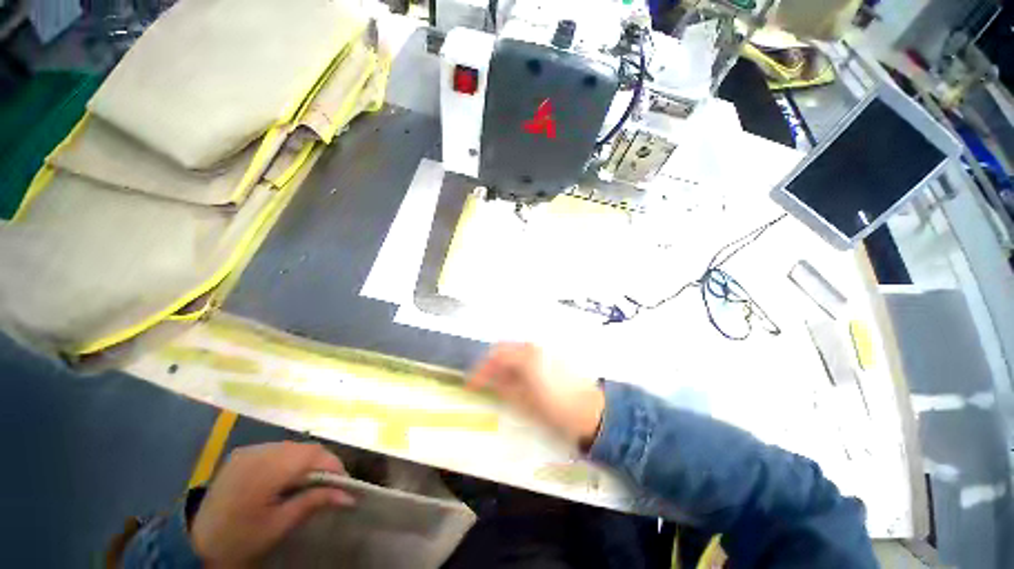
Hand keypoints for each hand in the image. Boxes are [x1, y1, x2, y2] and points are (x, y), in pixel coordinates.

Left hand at [190, 442, 354, 565]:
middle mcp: (258, 452)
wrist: (196, 542)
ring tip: (312, 481)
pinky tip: (288, 476)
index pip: (312, 455)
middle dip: (322, 463)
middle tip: (331, 484)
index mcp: (266, 471)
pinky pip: (277, 449)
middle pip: (304, 448)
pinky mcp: (243, 454)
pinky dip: (291, 459)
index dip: (333, 464)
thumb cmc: (241, 539)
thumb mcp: (279, 526)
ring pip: (293, 446)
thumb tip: (348, 495)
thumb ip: (313, 502)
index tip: (344, 483)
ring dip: (308, 460)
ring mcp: (248, 451)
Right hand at [469, 343, 604, 447]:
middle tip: (485, 382)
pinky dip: (517, 364)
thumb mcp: (525, 401)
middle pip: (505, 349)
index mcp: (526, 356)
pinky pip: (528, 355)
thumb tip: (490, 381)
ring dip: (504, 364)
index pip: (495, 356)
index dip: (481, 370)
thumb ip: (504, 387)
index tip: (471, 384)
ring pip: (516, 351)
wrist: (591, 410)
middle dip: (492, 364)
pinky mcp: (552, 355)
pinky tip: (517, 379)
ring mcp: (545, 349)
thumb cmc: (556, 408)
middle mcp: (534, 347)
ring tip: (499, 383)